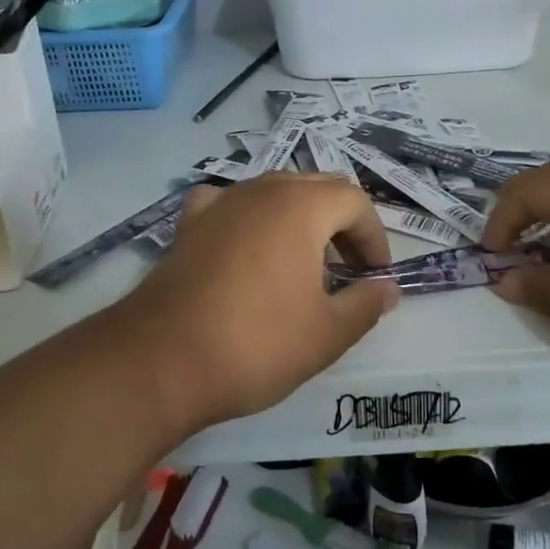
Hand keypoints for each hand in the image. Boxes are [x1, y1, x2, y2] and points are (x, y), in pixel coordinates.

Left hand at [119, 175, 401, 428]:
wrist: (161, 360)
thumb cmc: (257, 343)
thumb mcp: (327, 334)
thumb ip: (366, 305)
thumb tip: (388, 289)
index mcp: (301, 206)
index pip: (355, 201)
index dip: (374, 237)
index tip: (375, 277)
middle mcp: (260, 190)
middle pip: (317, 188)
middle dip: (341, 224)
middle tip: (348, 270)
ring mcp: (220, 204)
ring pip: (273, 193)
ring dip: (299, 221)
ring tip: (302, 265)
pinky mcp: (188, 226)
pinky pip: (229, 206)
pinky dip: (249, 220)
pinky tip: (246, 247)